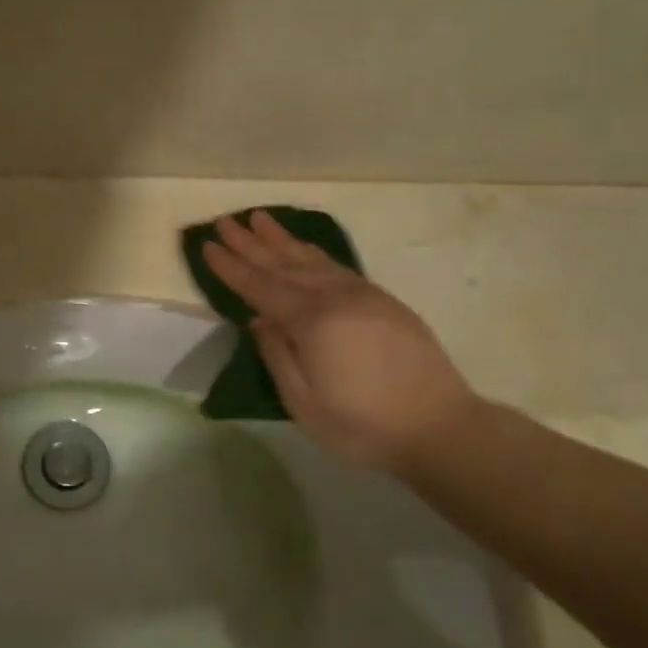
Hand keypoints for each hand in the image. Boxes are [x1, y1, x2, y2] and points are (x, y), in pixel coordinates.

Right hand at [201, 211, 480, 473]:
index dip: (231, 267)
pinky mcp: (383, 301)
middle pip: (284, 264)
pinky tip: (304, 248)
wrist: (440, 427)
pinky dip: (314, 252)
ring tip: (259, 219)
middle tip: (225, 220)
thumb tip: (258, 320)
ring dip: (282, 239)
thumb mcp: (304, 403)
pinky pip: (337, 266)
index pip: (260, 287)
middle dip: (250, 242)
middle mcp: (335, 297)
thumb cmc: (363, 425)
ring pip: (312, 259)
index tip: (207, 245)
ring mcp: (363, 295)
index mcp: (312, 321)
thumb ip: (276, 356)